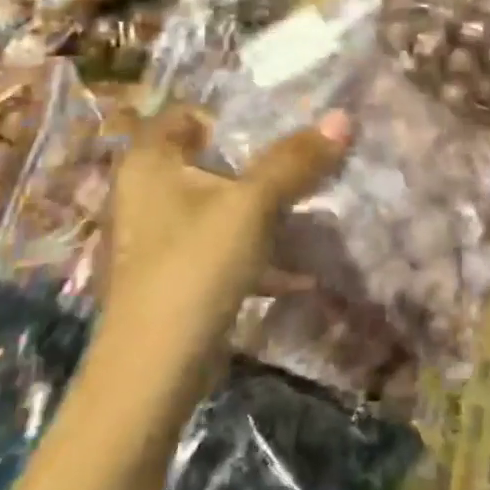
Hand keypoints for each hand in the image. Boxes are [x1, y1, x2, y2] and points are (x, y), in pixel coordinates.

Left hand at [98, 105, 348, 362]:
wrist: (152, 376)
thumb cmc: (194, 267)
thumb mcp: (252, 205)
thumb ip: (295, 160)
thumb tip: (343, 117)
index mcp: (150, 161)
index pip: (190, 113)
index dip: (233, 112)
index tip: (281, 123)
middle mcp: (147, 191)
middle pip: (212, 159)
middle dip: (262, 161)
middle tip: (308, 159)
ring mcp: (160, 236)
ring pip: (222, 204)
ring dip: (265, 206)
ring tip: (313, 206)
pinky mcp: (176, 275)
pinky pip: (222, 245)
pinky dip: (257, 250)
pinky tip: (300, 270)